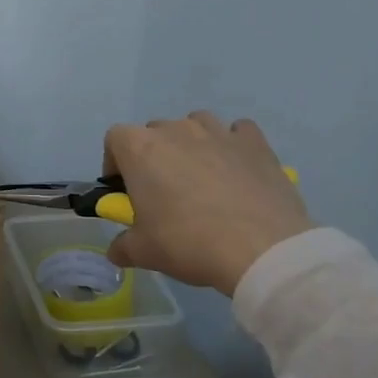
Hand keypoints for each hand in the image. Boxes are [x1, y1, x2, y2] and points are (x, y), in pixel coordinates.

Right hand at [102, 113, 311, 295]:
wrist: (262, 250)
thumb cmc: (189, 243)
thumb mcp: (143, 252)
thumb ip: (122, 246)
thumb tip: (117, 251)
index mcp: (140, 149)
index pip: (115, 139)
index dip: (115, 163)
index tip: (124, 189)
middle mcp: (176, 130)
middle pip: (154, 132)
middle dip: (154, 156)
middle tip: (164, 191)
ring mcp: (218, 132)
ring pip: (195, 125)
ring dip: (192, 144)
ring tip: (202, 178)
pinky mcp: (255, 142)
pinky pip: (237, 132)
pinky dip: (232, 145)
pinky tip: (237, 169)